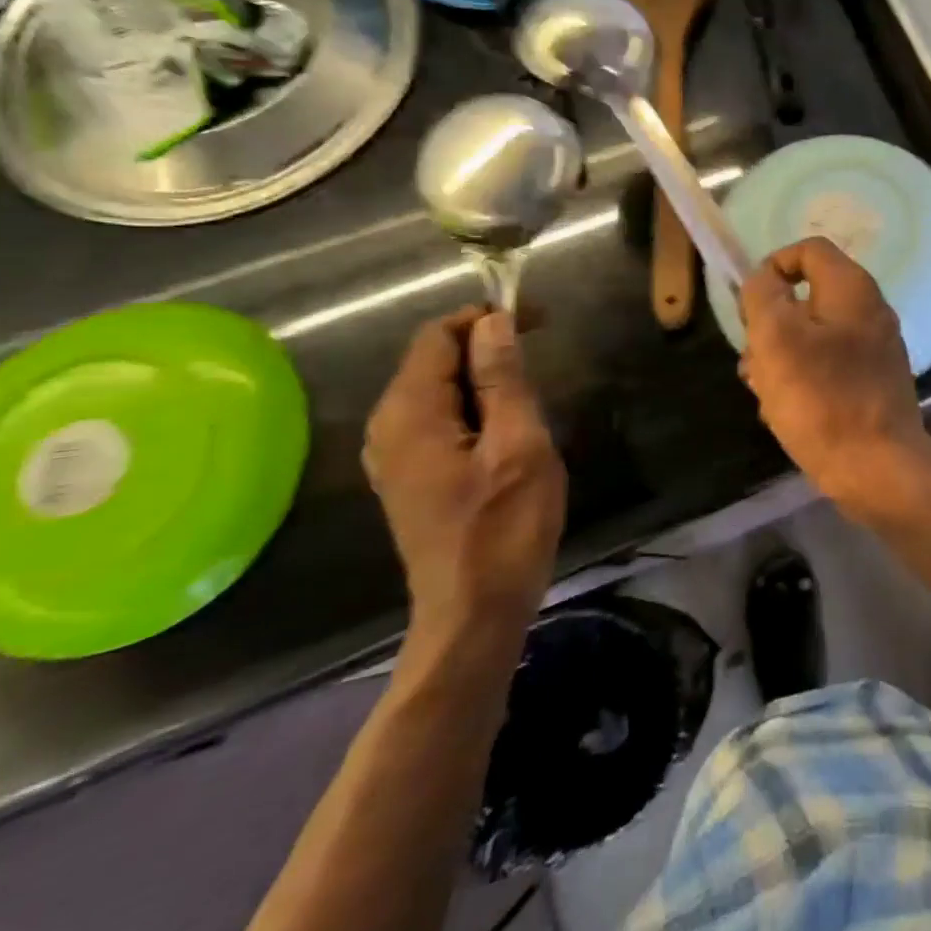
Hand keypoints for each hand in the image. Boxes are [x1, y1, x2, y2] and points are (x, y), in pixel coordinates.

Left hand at [363, 308, 566, 642]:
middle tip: (542, 355)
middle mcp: (388, 426)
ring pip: (439, 388)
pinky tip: (508, 425)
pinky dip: (474, 405)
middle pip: (434, 358)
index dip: (487, 318)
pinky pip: (439, 417)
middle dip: (487, 345)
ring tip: (531, 390)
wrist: (474, 613)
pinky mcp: (411, 475)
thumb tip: (494, 322)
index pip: (439, 335)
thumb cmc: (504, 528)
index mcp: (409, 413)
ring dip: (484, 376)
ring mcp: (395, 454)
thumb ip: (502, 379)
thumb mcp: (519, 445)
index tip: (539, 322)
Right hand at [739, 238, 930, 504]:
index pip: (808, 250)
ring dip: (779, 360)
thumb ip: (763, 297)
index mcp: (852, 289)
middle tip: (754, 359)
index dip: (772, 267)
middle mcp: (869, 311)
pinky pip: (826, 369)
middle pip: (806, 298)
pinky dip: (802, 383)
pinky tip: (785, 413)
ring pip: (811, 338)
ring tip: (764, 393)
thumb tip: (763, 278)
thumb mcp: (777, 339)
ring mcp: (874, 350)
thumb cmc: (823, 399)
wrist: (878, 469)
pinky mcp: (872, 384)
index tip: (749, 305)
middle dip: (770, 327)